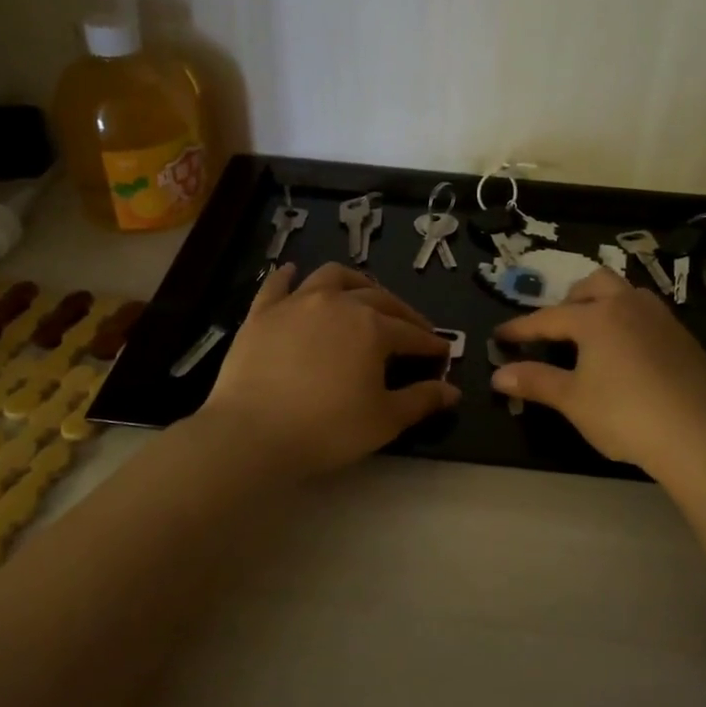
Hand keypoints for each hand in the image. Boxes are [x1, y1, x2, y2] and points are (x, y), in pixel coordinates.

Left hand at [199, 262, 459, 476]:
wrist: (253, 433)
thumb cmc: (327, 429)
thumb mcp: (384, 420)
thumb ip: (421, 400)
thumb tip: (452, 391)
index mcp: (372, 327)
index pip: (411, 332)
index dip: (430, 343)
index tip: (442, 352)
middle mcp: (338, 303)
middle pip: (379, 298)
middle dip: (402, 312)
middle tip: (412, 329)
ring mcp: (297, 303)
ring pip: (333, 277)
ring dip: (355, 283)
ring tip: (363, 294)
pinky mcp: (261, 312)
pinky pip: (278, 284)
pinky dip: (289, 276)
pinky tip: (293, 273)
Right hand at [492, 268, 705, 478]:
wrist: (695, 435)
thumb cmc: (623, 414)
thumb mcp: (572, 399)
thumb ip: (535, 381)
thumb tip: (498, 375)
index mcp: (596, 317)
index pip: (548, 318)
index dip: (521, 328)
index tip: (500, 336)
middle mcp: (629, 306)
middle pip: (595, 284)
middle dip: (571, 299)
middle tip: (558, 327)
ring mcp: (662, 319)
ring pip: (628, 294)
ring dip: (605, 304)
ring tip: (595, 334)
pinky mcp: (685, 339)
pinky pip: (650, 317)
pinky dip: (631, 324)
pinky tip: (631, 355)